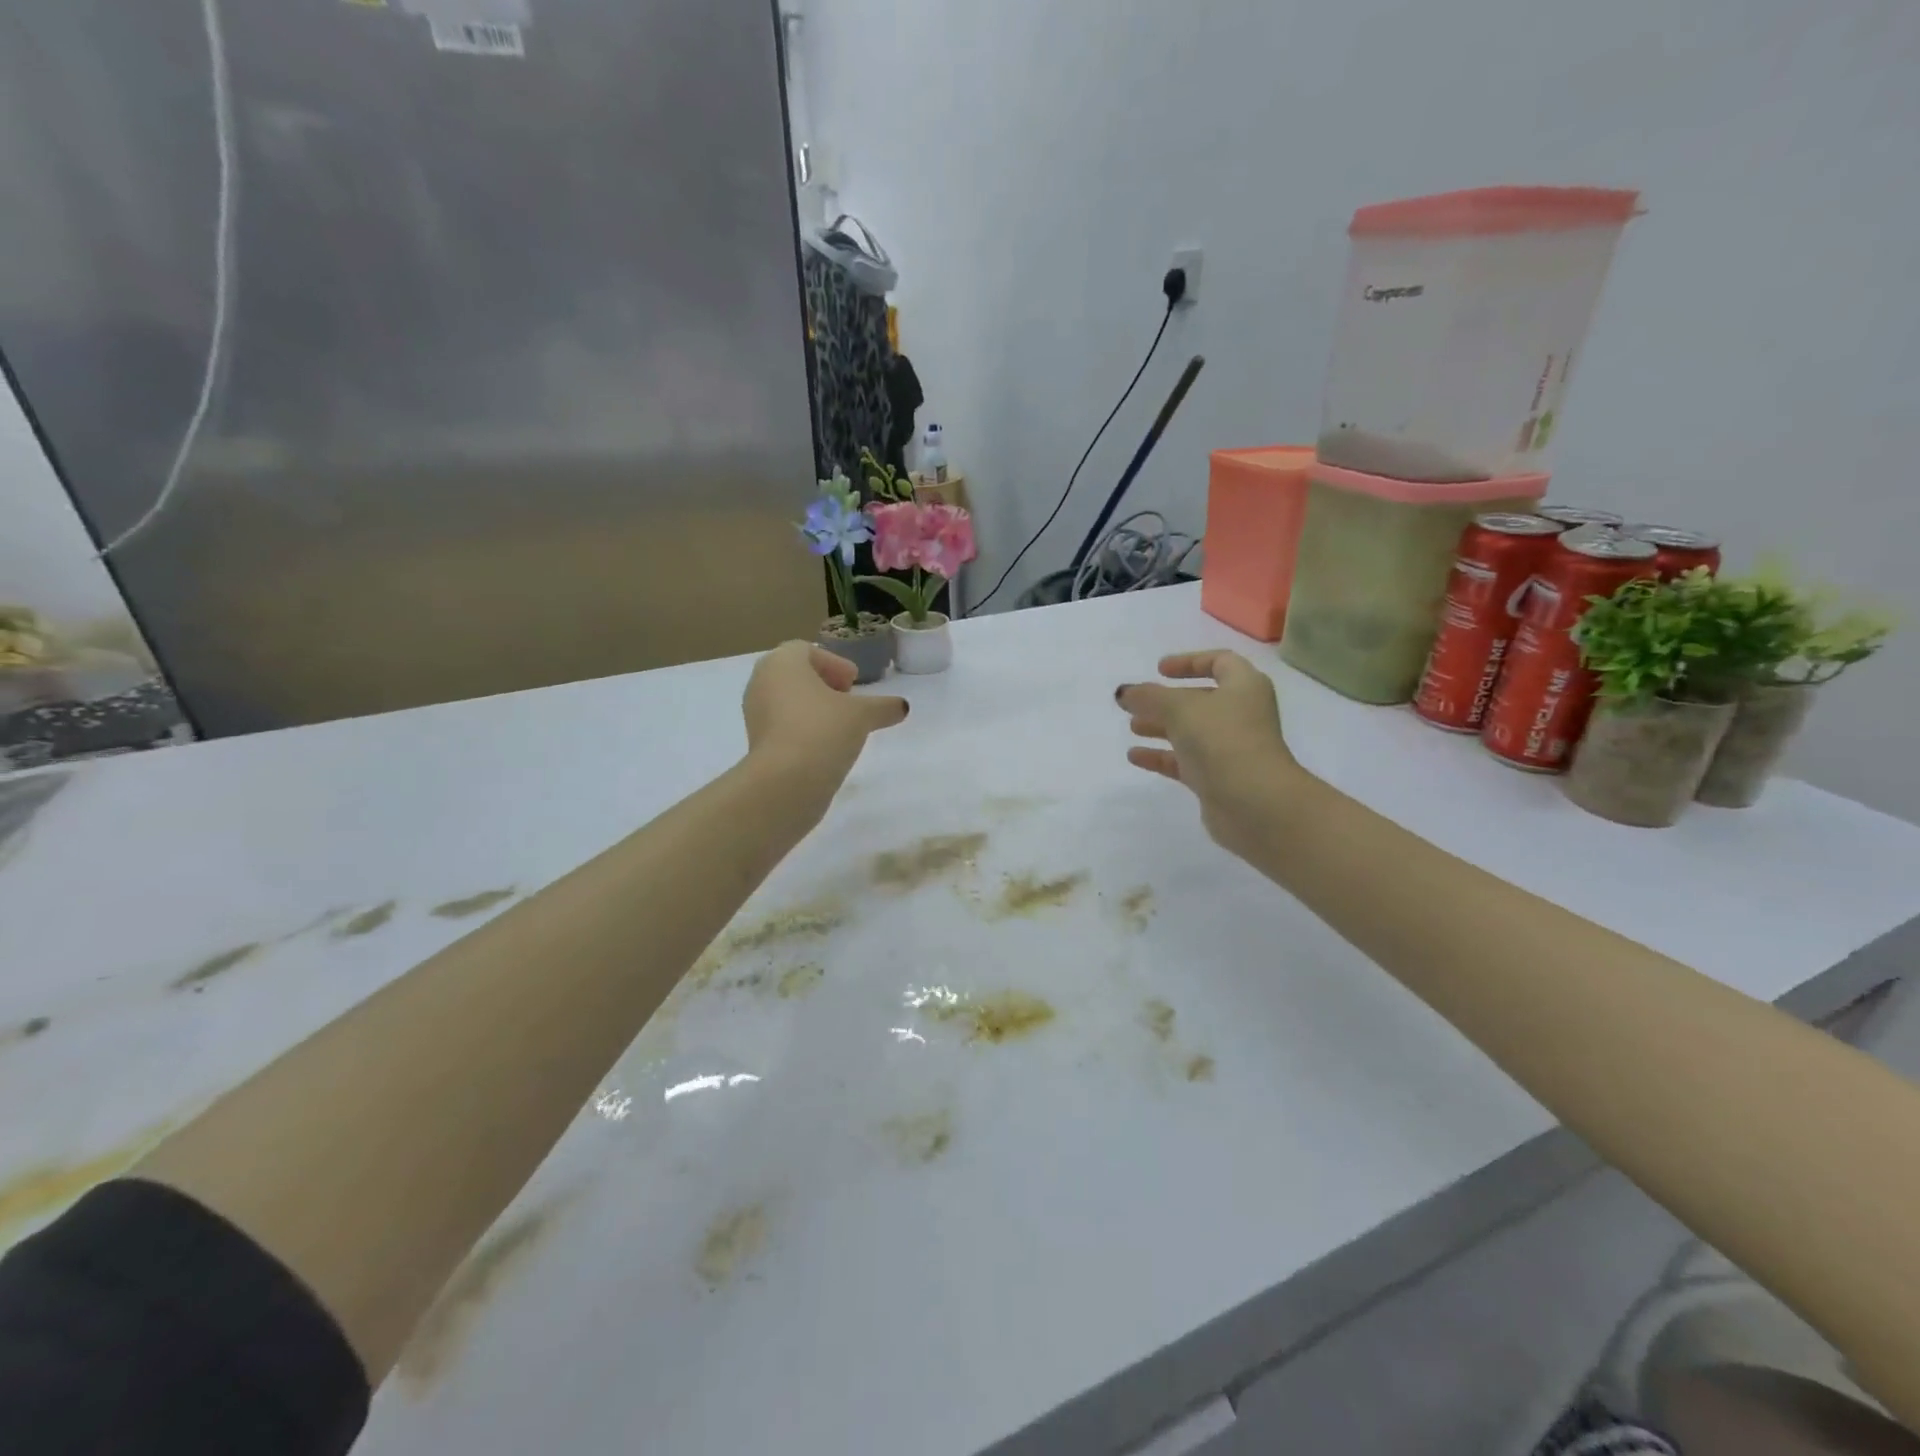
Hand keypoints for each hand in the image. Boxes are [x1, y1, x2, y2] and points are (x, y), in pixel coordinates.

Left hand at [744, 641, 908, 786]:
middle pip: (794, 674)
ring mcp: (754, 713)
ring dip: (812, 707)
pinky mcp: (756, 742)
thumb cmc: (823, 730)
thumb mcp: (863, 715)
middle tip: (846, 698)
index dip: (834, 663)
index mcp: (782, 662)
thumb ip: (884, 706)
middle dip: (822, 683)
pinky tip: (824, 745)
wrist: (786, 781)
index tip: (853, 682)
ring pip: (786, 700)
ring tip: (839, 724)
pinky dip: (801, 727)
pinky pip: (781, 724)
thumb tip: (902, 707)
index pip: (806, 650)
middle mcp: (762, 681)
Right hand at [1115, 651, 1300, 858]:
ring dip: (1161, 727)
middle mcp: (1241, 714)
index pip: (1220, 662)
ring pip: (1191, 731)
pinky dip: (1161, 756)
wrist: (1254, 803)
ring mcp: (1230, 748)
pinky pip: (1185, 761)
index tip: (1159, 670)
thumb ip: (1148, 697)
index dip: (1190, 661)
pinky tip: (1134, 757)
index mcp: (1244, 687)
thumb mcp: (1179, 708)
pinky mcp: (1218, 778)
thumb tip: (1124, 692)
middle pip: (1201, 699)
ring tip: (1133, 727)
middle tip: (1137, 703)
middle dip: (1167, 700)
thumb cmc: (1222, 740)